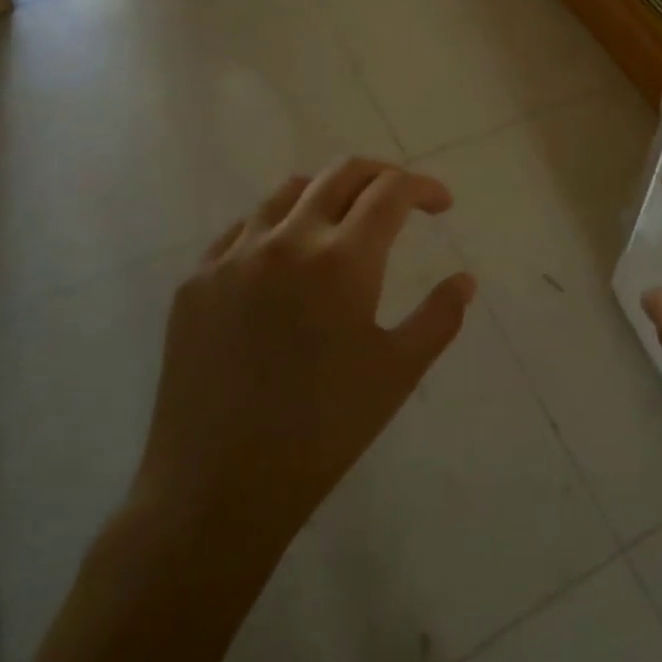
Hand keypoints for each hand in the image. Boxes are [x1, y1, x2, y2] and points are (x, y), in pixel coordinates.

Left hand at [131, 158, 475, 561]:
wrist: (218, 488)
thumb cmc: (323, 431)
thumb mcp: (398, 373)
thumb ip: (440, 317)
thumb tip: (465, 280)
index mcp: (342, 260)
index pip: (390, 192)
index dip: (423, 187)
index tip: (441, 204)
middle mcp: (286, 241)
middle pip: (341, 173)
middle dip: (381, 175)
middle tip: (400, 198)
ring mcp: (233, 257)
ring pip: (287, 192)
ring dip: (327, 193)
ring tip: (343, 221)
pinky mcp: (196, 282)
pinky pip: (242, 229)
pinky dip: (276, 225)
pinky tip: (283, 257)